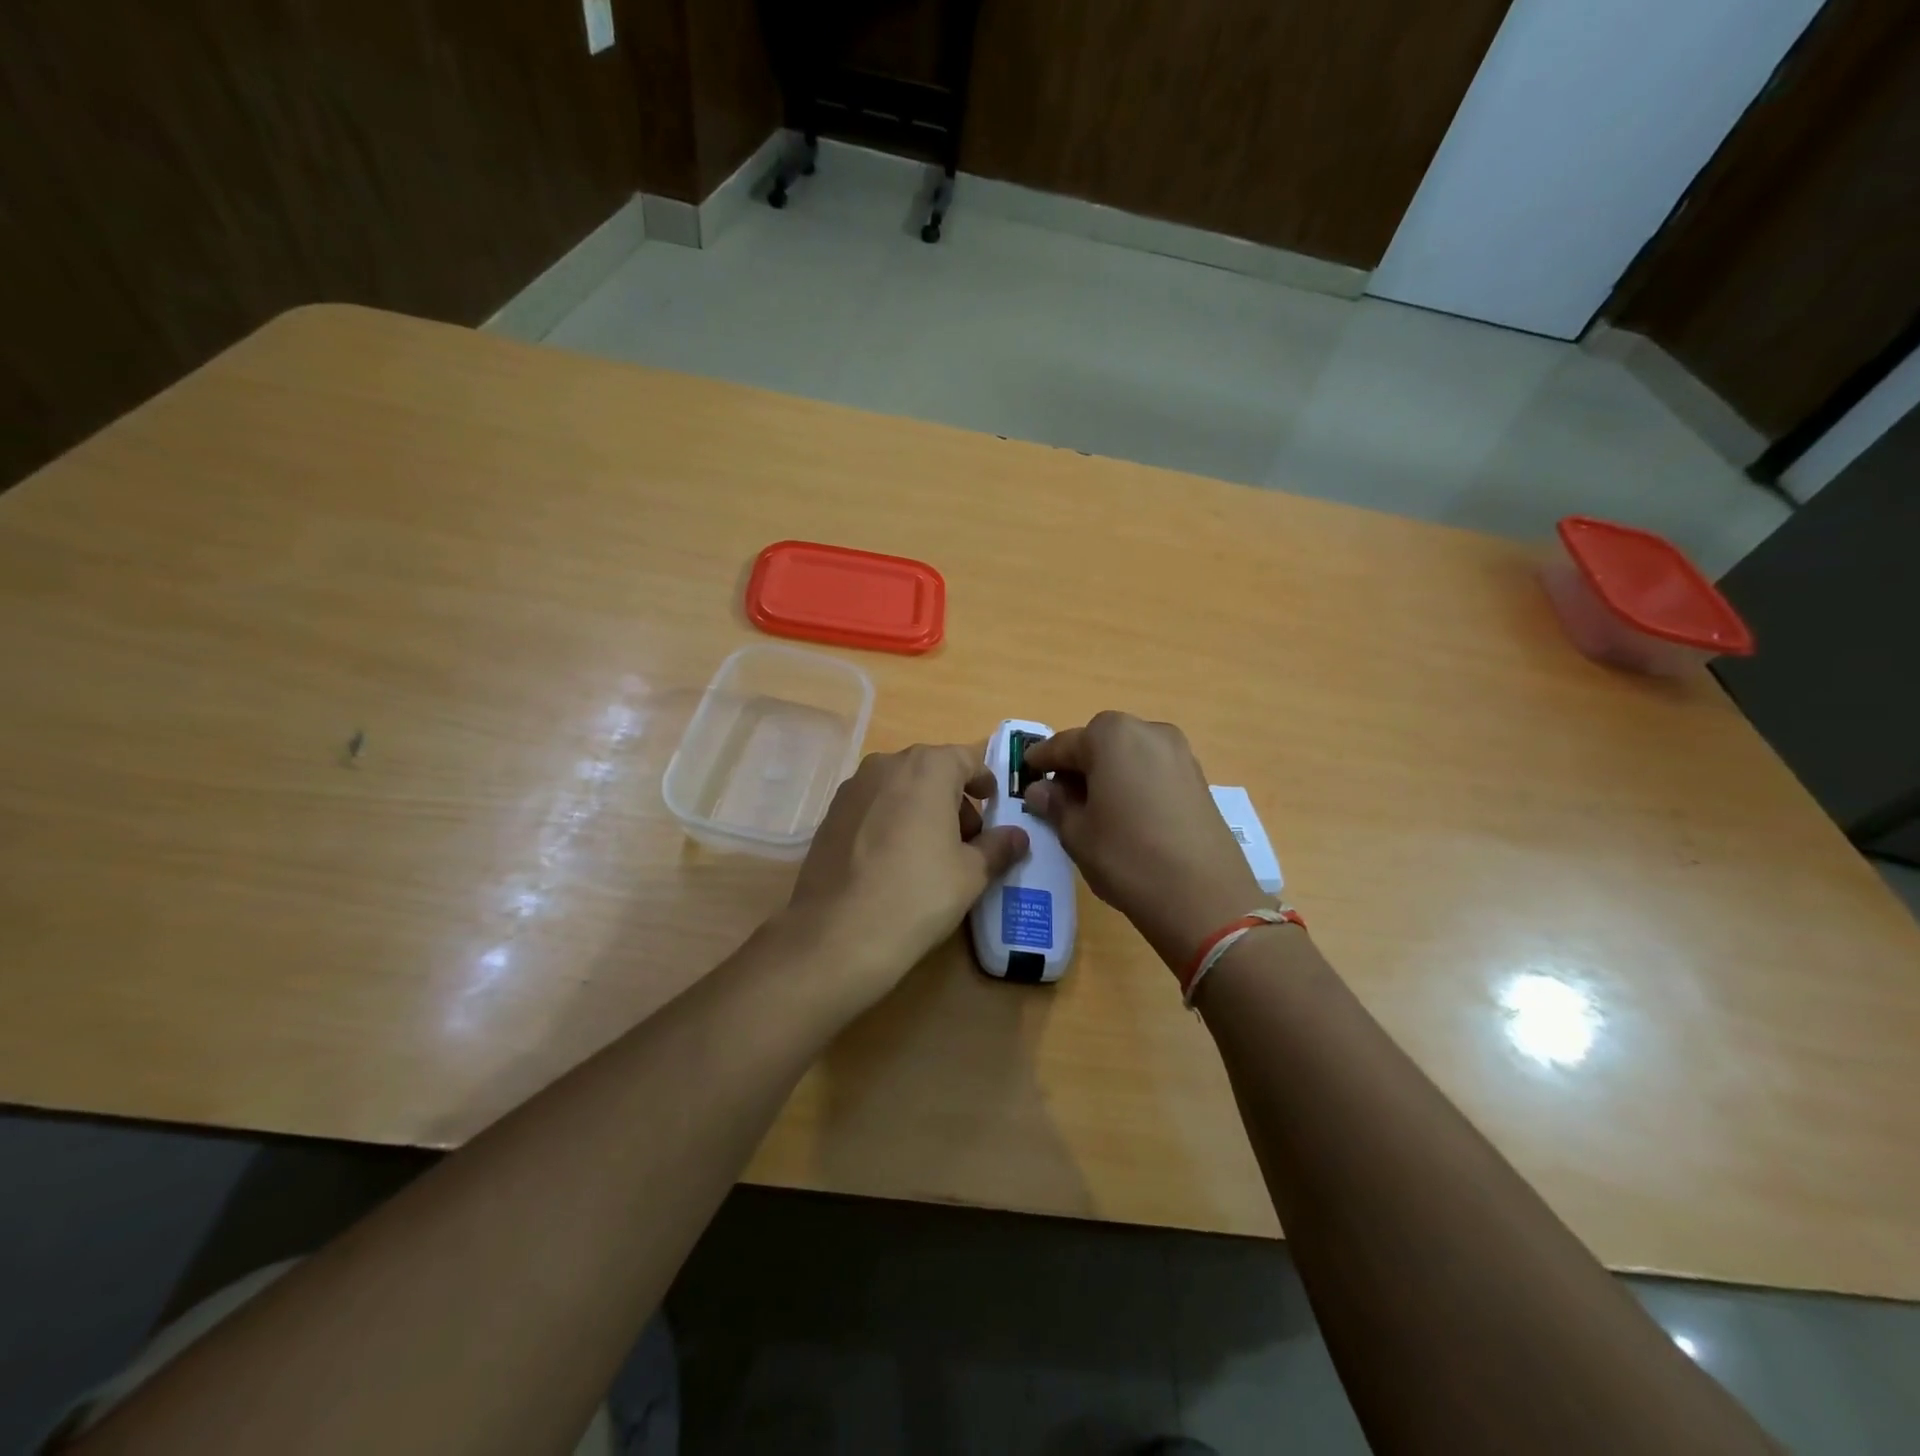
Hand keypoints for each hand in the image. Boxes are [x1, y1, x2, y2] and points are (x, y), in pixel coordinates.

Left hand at [784, 743, 1029, 1010]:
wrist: (837, 934)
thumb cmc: (918, 894)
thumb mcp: (971, 873)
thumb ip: (998, 847)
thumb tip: (1018, 837)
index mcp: (927, 768)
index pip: (967, 758)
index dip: (984, 780)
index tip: (994, 805)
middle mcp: (886, 765)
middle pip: (930, 770)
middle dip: (952, 798)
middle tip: (967, 838)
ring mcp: (852, 788)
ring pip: (899, 787)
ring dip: (920, 808)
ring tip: (931, 853)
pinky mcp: (830, 815)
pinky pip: (872, 807)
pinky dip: (890, 821)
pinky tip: (893, 862)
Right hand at [1022, 713, 1264, 971]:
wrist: (1204, 896)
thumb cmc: (1126, 856)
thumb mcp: (1077, 833)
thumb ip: (1055, 804)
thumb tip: (1040, 790)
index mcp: (1110, 735)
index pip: (1063, 744)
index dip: (1040, 761)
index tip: (1025, 774)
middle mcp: (1147, 731)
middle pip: (1099, 743)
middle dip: (1077, 766)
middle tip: (1058, 797)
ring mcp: (1179, 752)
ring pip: (1128, 756)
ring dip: (1107, 774)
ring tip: (1092, 810)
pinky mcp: (1198, 778)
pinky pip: (1152, 771)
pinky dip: (1133, 784)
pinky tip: (1126, 815)